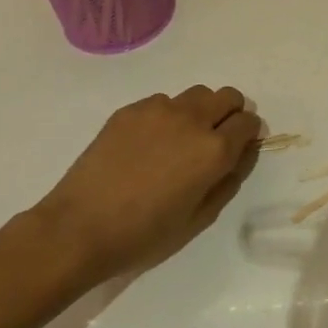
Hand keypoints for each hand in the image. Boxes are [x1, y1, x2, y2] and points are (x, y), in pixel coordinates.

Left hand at [35, 86, 260, 286]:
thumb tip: (241, 155)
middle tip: (215, 138)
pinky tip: (147, 145)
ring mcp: (159, 110)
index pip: (248, 122)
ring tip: (179, 140)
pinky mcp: (130, 110)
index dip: (248, 134)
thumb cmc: (143, 233)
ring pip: (196, 94)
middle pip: (228, 96)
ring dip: (199, 111)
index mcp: (214, 150)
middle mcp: (192, 120)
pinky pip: (162, 102)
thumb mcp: (199, 218)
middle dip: (230, 113)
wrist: (78, 228)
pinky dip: (166, 116)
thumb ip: (228, 181)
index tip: (238, 148)